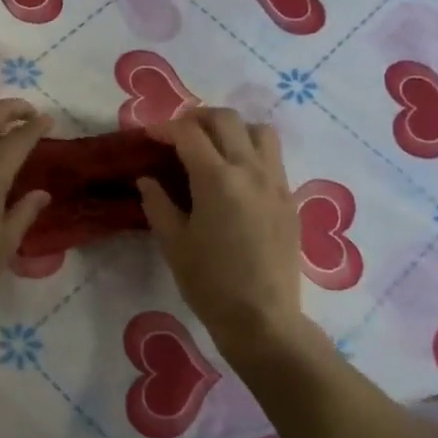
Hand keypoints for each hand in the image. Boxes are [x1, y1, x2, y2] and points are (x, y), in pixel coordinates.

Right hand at [137, 109, 304, 345]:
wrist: (262, 319)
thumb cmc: (210, 283)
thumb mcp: (173, 243)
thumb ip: (158, 203)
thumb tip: (147, 179)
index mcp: (217, 179)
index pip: (189, 133)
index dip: (164, 128)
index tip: (148, 136)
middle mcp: (251, 170)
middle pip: (226, 120)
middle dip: (197, 118)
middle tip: (177, 134)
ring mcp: (276, 183)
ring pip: (259, 131)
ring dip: (232, 129)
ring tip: (212, 147)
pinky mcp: (289, 199)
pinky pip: (272, 158)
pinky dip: (251, 151)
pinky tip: (235, 177)